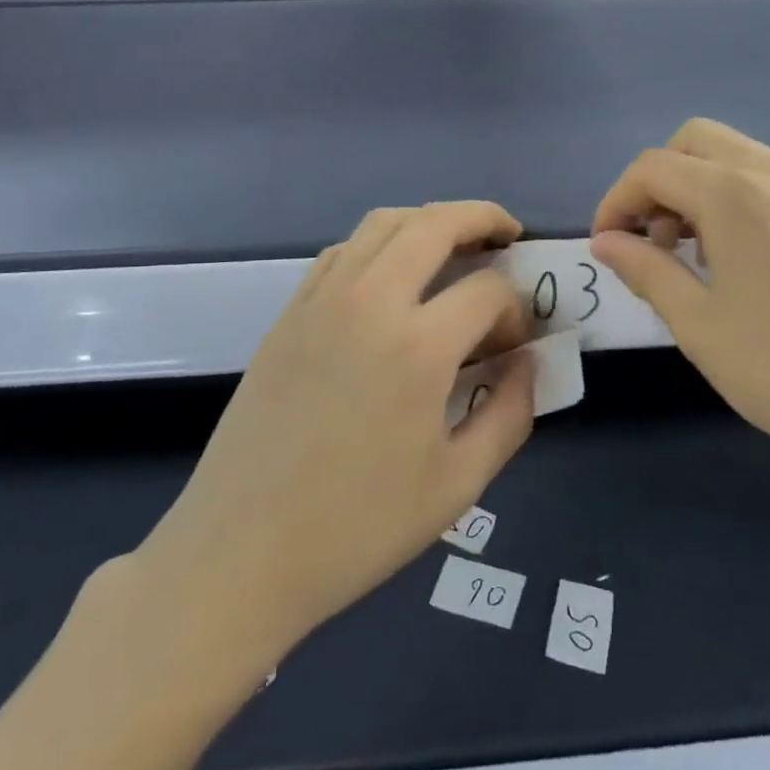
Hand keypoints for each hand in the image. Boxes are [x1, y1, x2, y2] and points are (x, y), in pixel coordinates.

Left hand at [145, 203, 535, 660]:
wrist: (242, 551)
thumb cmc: (358, 527)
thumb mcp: (458, 484)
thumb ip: (510, 413)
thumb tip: (527, 363)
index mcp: (418, 346)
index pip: (488, 291)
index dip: (516, 310)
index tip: (516, 344)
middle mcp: (369, 302)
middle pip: (435, 224)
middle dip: (482, 218)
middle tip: (508, 234)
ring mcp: (321, 300)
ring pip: (383, 224)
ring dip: (429, 222)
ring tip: (455, 245)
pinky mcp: (289, 313)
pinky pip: (342, 252)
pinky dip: (379, 244)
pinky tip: (391, 277)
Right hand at [590, 119, 769, 485]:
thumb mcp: (697, 323)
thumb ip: (645, 269)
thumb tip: (605, 241)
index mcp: (735, 194)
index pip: (653, 167)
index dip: (617, 200)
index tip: (607, 247)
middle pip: (694, 141)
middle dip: (657, 181)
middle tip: (652, 241)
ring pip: (736, 156)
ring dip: (697, 187)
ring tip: (693, 255)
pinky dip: (736, 198)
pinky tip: (740, 260)